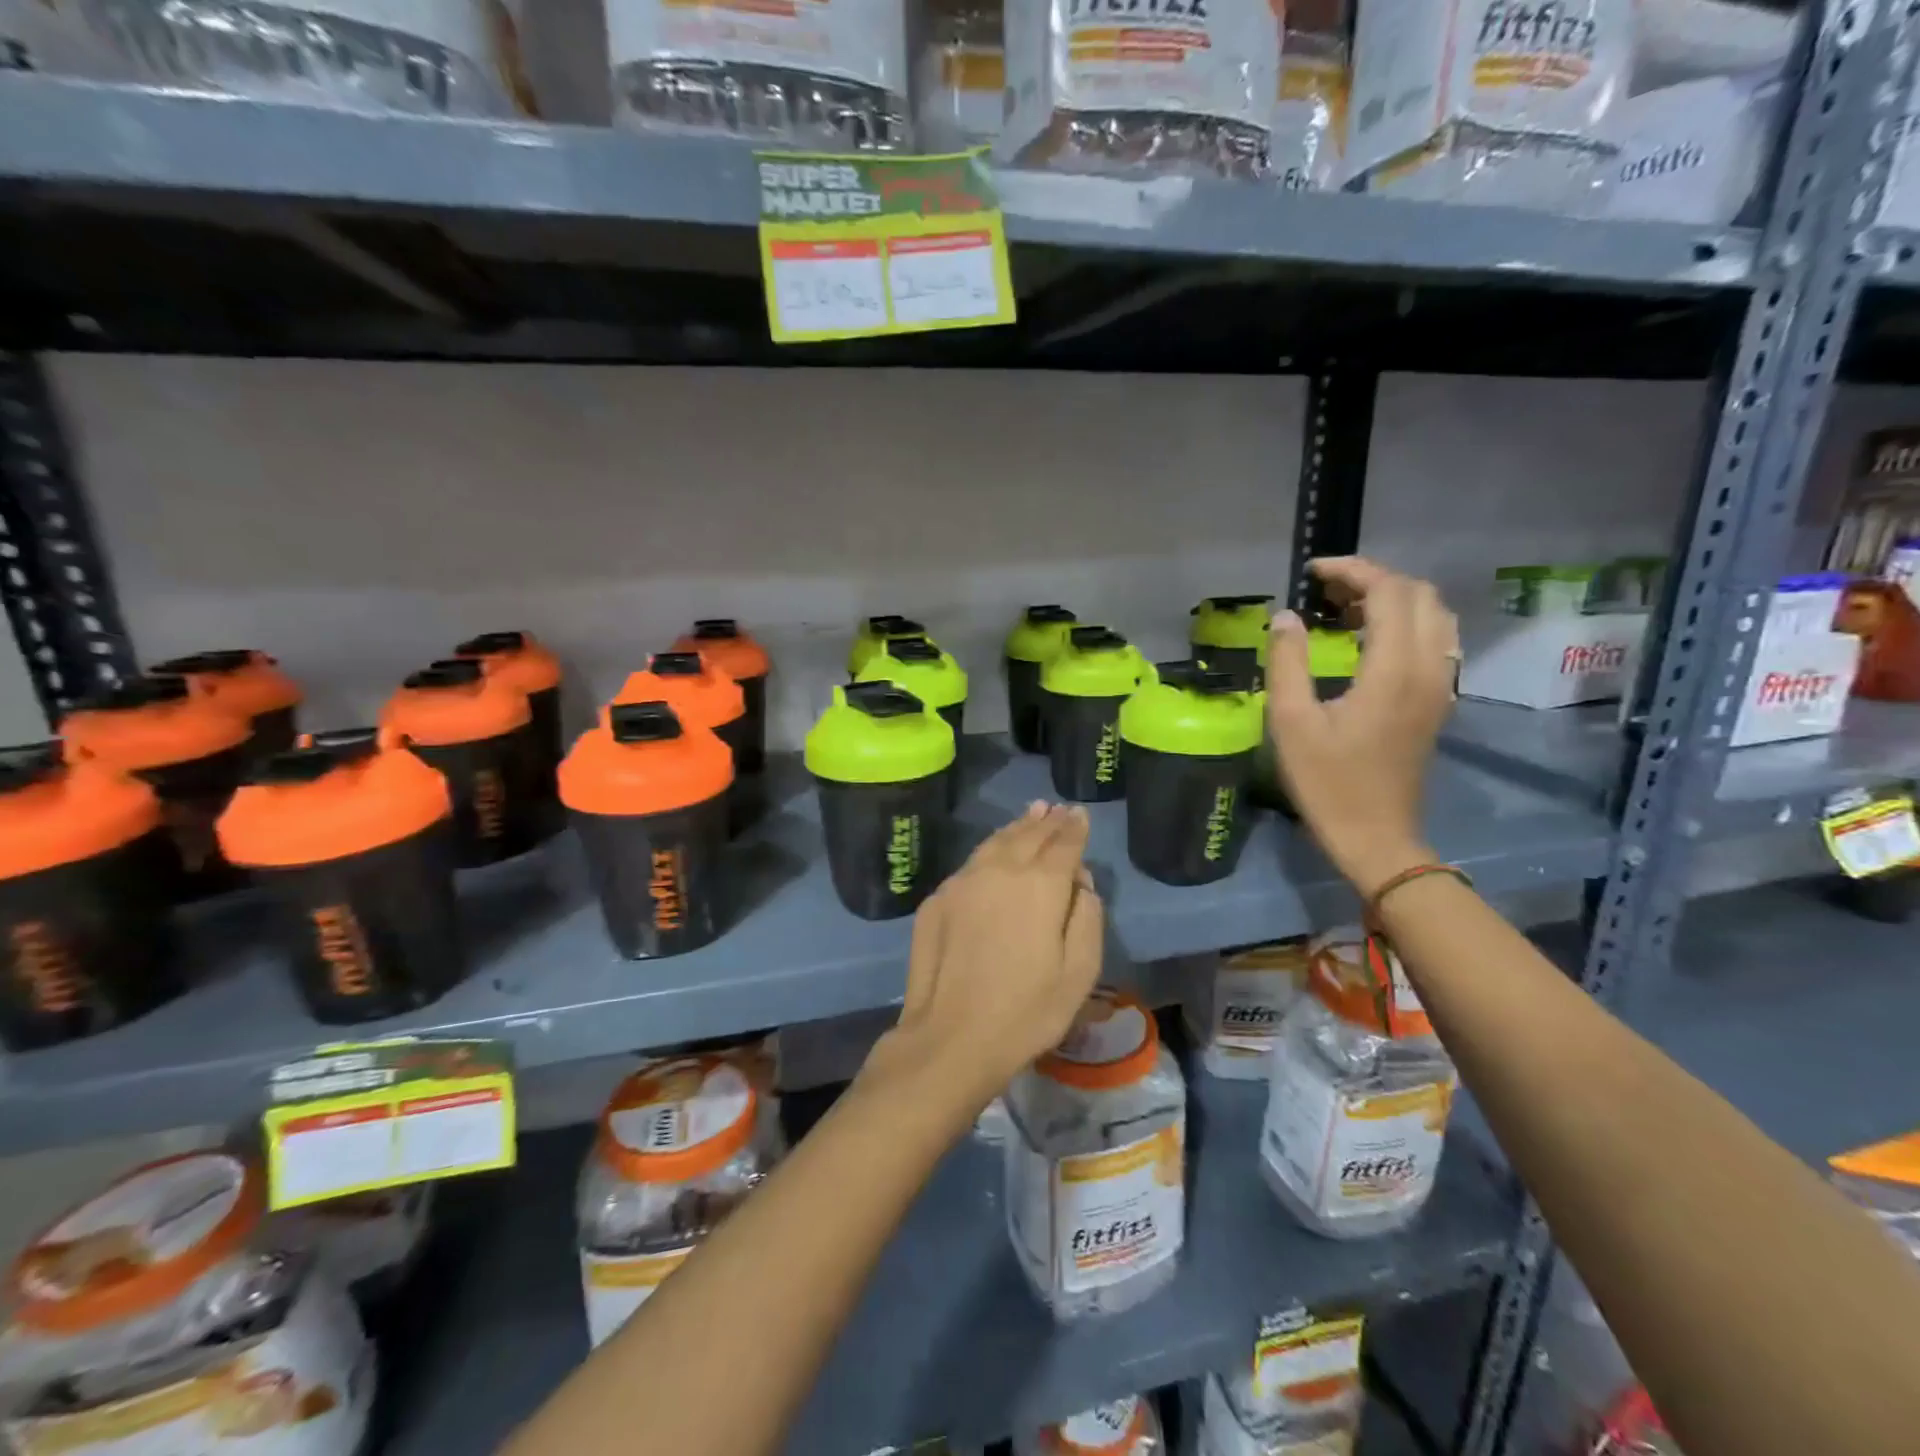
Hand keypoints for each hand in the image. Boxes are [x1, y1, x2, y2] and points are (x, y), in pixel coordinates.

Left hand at [866, 803, 1102, 1117]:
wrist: (951, 1036)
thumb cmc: (1027, 1011)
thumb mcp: (1080, 972)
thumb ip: (1086, 917)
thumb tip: (1080, 883)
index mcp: (1040, 885)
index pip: (1063, 844)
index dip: (1074, 828)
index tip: (1080, 814)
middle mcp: (1000, 870)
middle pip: (1028, 836)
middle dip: (1047, 821)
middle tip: (1058, 808)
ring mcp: (963, 881)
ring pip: (995, 842)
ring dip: (1017, 827)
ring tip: (1031, 814)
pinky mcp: (937, 899)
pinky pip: (972, 862)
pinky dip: (991, 849)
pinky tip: (995, 850)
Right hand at [1266, 557, 1457, 897]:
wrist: (1376, 836)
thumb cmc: (1327, 782)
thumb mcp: (1291, 723)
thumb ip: (1288, 662)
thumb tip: (1286, 617)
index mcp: (1394, 670)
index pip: (1390, 592)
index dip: (1353, 570)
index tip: (1314, 572)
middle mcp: (1430, 668)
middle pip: (1420, 595)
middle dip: (1375, 579)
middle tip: (1327, 589)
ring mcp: (1441, 686)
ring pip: (1435, 616)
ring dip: (1396, 599)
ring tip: (1348, 608)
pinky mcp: (1439, 702)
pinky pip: (1437, 641)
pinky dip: (1408, 623)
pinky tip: (1372, 639)